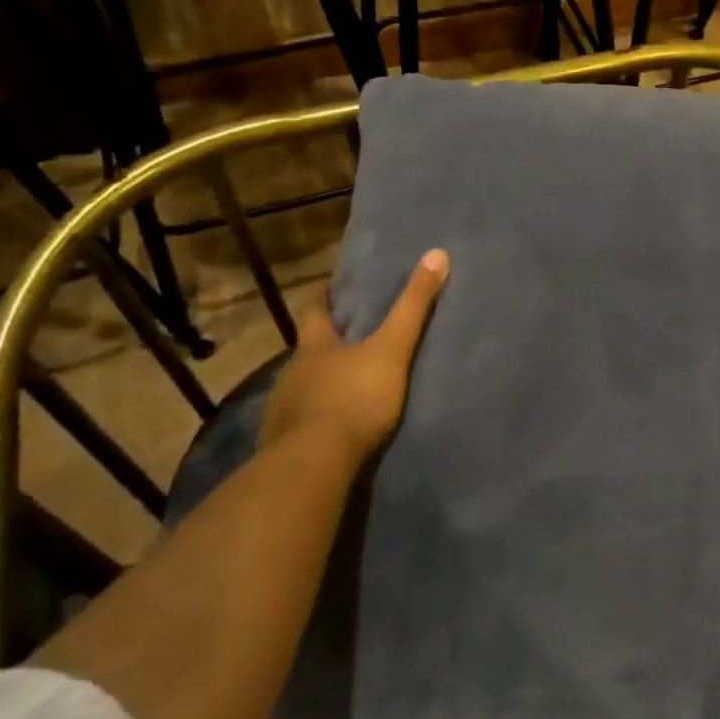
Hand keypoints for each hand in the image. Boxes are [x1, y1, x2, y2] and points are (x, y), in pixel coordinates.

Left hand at [260, 249, 449, 470]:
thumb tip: (437, 254)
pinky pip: (301, 422)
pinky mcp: (283, 444)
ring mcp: (284, 410)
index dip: (323, 296)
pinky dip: (317, 418)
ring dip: (322, 382)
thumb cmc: (354, 398)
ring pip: (304, 386)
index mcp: (314, 346)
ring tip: (347, 384)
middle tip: (350, 337)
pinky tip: (333, 426)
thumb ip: (413, 307)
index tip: (331, 287)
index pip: (314, 311)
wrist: (313, 464)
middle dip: (326, 343)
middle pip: (307, 350)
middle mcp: (292, 372)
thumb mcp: (392, 349)